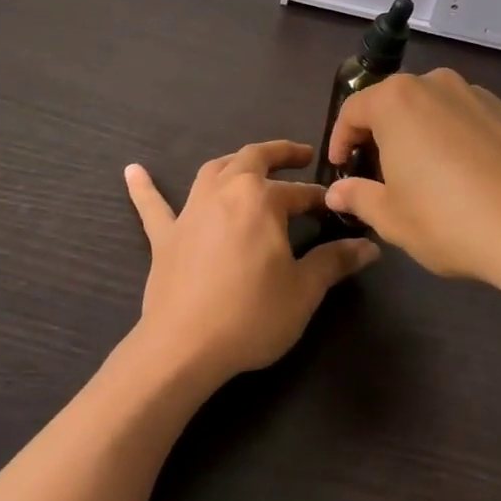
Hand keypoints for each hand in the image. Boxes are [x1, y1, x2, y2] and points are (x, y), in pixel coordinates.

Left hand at [124, 141, 377, 385]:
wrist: (184, 346)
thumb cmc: (251, 314)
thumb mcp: (303, 290)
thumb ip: (334, 262)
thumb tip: (368, 246)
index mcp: (261, 199)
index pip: (300, 193)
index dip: (321, 199)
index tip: (337, 207)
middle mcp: (224, 192)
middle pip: (253, 159)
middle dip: (280, 154)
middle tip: (301, 155)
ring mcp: (190, 211)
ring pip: (212, 171)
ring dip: (234, 162)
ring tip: (248, 164)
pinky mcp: (165, 236)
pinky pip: (153, 206)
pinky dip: (144, 188)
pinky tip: (132, 170)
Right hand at [322, 69, 500, 305]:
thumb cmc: (449, 221)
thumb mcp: (391, 218)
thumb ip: (358, 197)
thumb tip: (336, 192)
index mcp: (398, 101)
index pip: (353, 109)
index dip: (341, 140)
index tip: (341, 168)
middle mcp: (438, 85)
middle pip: (396, 102)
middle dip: (383, 133)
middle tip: (381, 171)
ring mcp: (482, 97)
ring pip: (438, 108)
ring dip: (424, 133)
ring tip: (430, 174)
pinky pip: (475, 122)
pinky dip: (464, 141)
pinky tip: (474, 179)